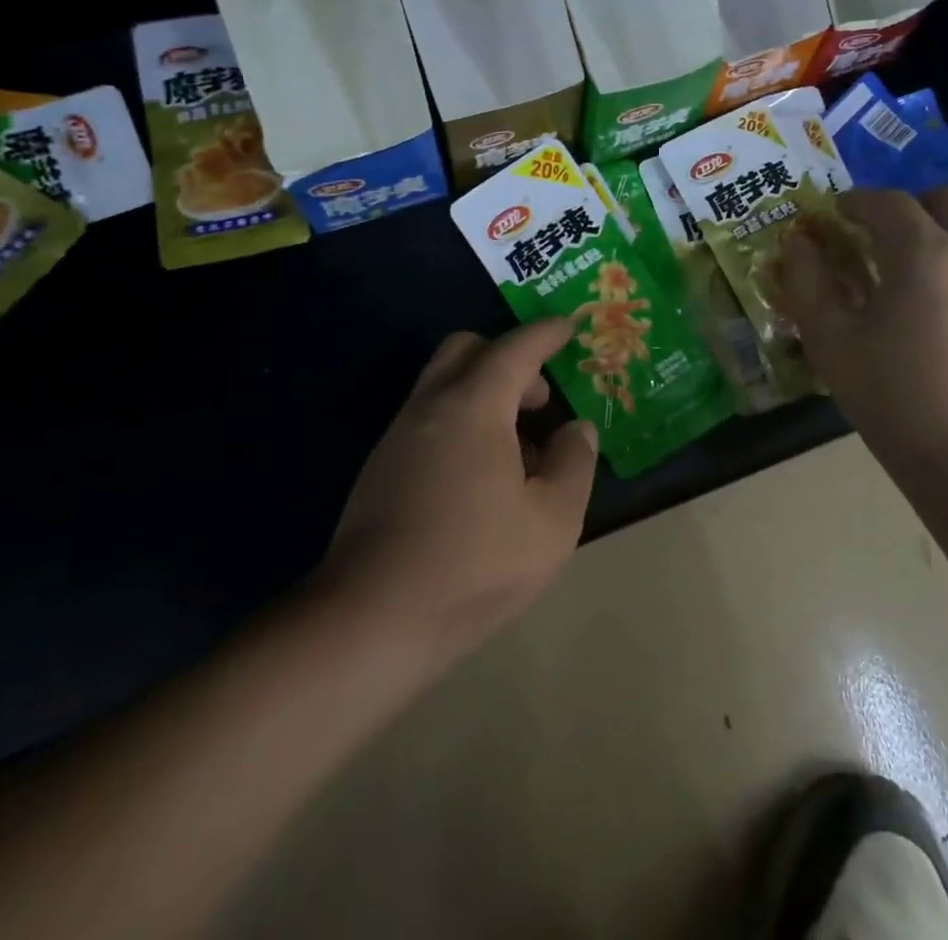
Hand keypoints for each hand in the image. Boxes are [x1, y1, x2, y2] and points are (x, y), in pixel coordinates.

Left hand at [316, 321, 598, 657]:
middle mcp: (430, 407)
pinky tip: (482, 479)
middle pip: (466, 350)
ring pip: (444, 385)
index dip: (546, 333)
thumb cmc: (474, 564)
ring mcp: (398, 437)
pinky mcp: (381, 470)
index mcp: (473, 406)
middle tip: (539, 398)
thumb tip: (576, 429)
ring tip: (519, 450)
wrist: (371, 622)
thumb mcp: (552, 520)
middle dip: (508, 358)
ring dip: (484, 394)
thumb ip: (574, 463)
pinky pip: (429, 420)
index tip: (569, 326)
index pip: (515, 348)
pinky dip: (461, 423)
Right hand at [778, 186, 947, 474]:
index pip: (888, 203)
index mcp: (924, 255)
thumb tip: (799, 243)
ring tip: (928, 255)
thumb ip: (807, 282)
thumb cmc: (892, 397)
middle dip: (914, 202)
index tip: (837, 214)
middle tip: (886, 231)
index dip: (857, 201)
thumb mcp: (830, 340)